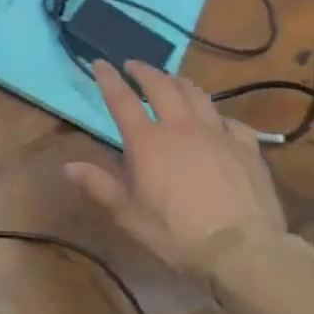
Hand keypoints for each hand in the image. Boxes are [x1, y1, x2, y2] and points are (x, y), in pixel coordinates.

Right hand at [65, 60, 287, 284]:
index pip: (122, 100)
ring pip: (196, 95)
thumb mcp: (129, 215)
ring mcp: (217, 134)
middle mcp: (180, 127)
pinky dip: (219, 115)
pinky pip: (232, 121)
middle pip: (161, 86)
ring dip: (180, 82)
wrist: (242, 250)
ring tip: (172, 80)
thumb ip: (99, 186)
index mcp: (147, 141)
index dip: (108, 79)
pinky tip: (218, 120)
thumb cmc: (177, 234)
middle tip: (134, 65)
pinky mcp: (246, 147)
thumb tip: (68, 167)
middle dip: (145, 71)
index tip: (100, 63)